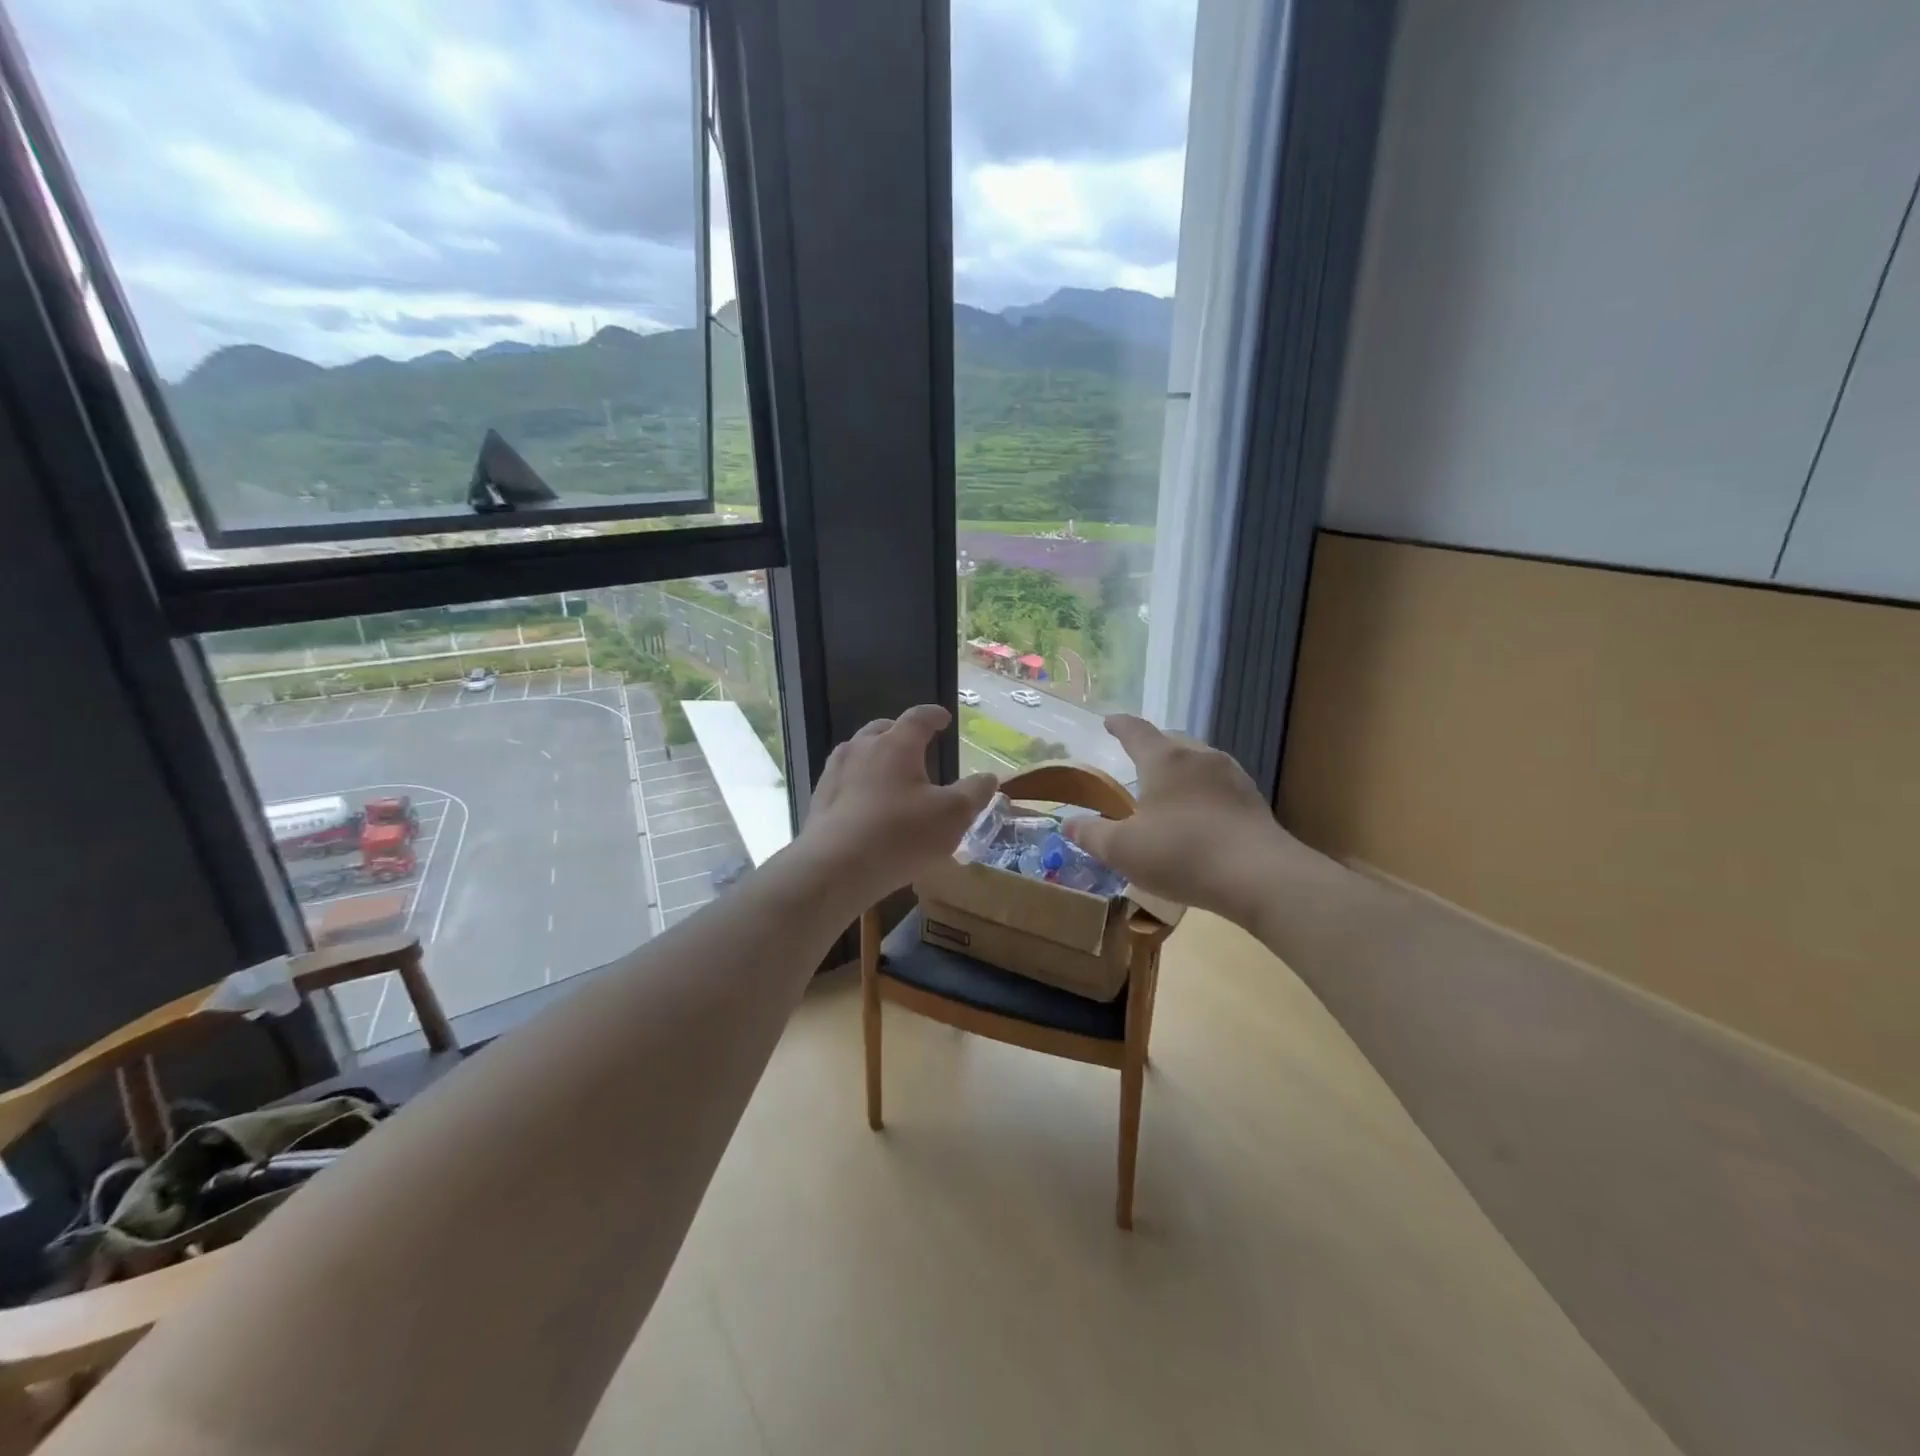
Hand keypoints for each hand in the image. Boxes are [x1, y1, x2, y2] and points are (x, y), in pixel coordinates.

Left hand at [800, 705, 998, 902]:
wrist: (835, 868)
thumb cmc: (900, 834)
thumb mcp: (952, 816)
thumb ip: (974, 793)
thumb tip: (988, 778)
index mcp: (896, 744)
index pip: (918, 717)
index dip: (933, 715)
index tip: (943, 718)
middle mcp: (862, 748)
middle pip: (882, 729)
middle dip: (900, 733)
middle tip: (915, 745)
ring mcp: (835, 772)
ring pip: (858, 752)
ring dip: (876, 757)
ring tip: (889, 774)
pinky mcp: (820, 799)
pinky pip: (844, 780)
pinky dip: (858, 783)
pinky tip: (865, 804)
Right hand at [1063, 715, 1293, 925]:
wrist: (1261, 877)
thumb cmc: (1182, 854)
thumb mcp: (1123, 850)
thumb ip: (1091, 835)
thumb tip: (1068, 824)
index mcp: (1165, 760)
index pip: (1136, 731)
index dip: (1120, 725)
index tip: (1109, 721)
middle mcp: (1200, 758)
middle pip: (1172, 741)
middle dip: (1153, 745)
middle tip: (1137, 758)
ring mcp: (1233, 777)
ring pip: (1199, 761)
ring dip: (1180, 768)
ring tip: (1168, 788)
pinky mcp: (1253, 802)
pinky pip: (1219, 785)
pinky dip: (1202, 791)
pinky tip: (1199, 814)